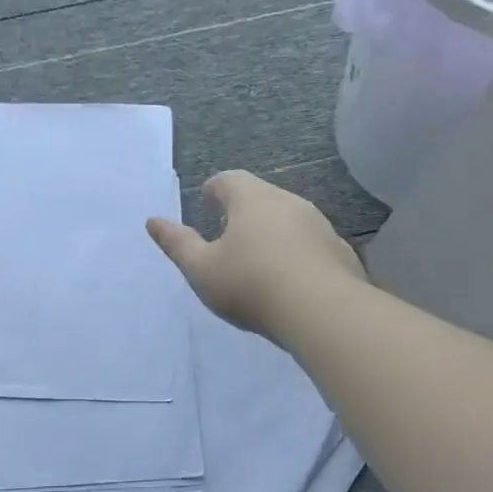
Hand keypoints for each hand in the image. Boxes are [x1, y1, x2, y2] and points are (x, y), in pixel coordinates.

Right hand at [146, 171, 365, 343]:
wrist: (323, 312)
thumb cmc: (251, 284)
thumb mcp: (201, 269)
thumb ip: (177, 244)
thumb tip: (153, 221)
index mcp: (252, 199)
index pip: (229, 179)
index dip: (214, 189)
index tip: (206, 202)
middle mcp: (288, 202)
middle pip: (261, 196)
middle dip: (243, 210)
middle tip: (228, 234)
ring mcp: (319, 225)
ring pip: (289, 219)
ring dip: (272, 231)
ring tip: (259, 259)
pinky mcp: (339, 251)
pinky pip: (311, 244)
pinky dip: (297, 253)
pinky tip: (291, 280)